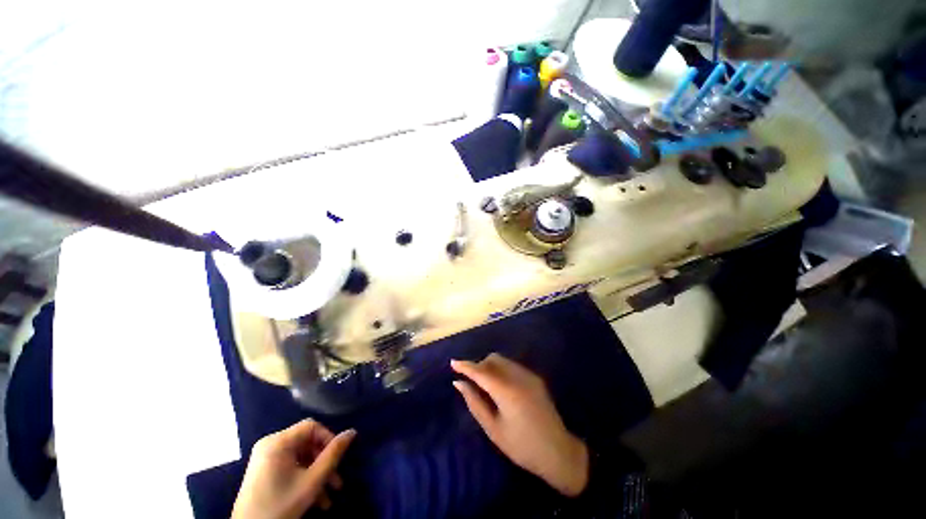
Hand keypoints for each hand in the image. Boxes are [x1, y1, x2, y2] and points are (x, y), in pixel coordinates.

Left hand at [232, 419, 355, 518]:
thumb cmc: (281, 505)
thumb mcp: (312, 481)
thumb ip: (333, 454)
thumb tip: (352, 432)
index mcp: (278, 442)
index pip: (311, 427)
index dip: (328, 438)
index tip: (338, 458)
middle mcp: (270, 444)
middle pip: (306, 444)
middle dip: (324, 464)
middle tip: (337, 482)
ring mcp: (265, 458)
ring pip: (300, 458)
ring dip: (317, 476)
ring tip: (329, 498)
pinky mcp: (263, 471)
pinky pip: (290, 467)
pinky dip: (304, 479)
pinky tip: (315, 499)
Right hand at [451, 354, 588, 496]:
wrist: (558, 452)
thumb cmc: (521, 446)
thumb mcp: (493, 428)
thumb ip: (474, 402)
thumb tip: (459, 383)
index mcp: (506, 390)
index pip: (481, 371)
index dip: (465, 365)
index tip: (453, 363)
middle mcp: (518, 376)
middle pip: (493, 359)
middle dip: (479, 365)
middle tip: (472, 382)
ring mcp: (529, 375)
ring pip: (503, 360)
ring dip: (490, 366)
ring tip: (486, 386)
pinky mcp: (535, 377)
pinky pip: (512, 366)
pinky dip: (501, 370)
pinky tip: (501, 387)